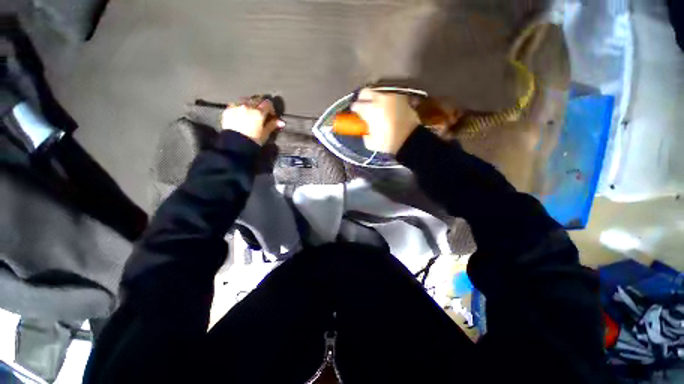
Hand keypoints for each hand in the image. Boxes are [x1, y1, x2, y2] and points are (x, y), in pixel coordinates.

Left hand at [221, 96, 284, 144]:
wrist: (235, 145)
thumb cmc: (253, 140)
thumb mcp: (265, 134)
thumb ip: (272, 125)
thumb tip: (281, 122)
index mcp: (258, 112)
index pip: (268, 103)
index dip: (271, 109)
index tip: (271, 116)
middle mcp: (247, 106)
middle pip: (257, 99)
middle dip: (261, 105)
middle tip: (262, 113)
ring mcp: (237, 106)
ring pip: (245, 99)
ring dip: (250, 103)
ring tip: (251, 111)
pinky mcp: (228, 110)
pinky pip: (236, 103)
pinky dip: (240, 106)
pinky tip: (241, 113)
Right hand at [350, 88, 420, 153]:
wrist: (410, 139)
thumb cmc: (388, 142)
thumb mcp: (371, 143)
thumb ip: (365, 134)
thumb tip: (365, 131)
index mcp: (370, 110)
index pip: (356, 105)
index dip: (354, 109)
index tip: (355, 113)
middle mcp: (379, 99)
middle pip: (365, 92)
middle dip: (362, 98)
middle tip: (363, 106)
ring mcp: (391, 96)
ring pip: (378, 91)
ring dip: (375, 97)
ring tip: (376, 106)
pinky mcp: (402, 97)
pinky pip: (390, 95)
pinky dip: (387, 99)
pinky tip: (387, 107)